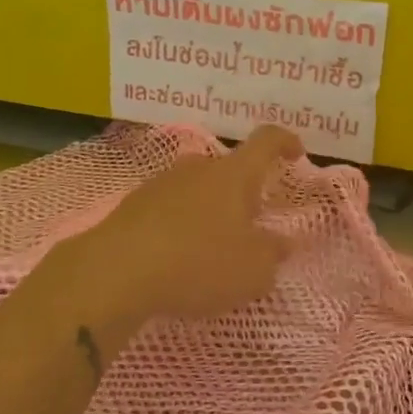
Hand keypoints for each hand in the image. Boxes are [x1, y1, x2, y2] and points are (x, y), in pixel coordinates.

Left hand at [58, 126, 304, 330]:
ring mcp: (161, 183)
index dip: (285, 142)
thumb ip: (272, 255)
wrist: (116, 272)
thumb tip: (281, 243)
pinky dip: (180, 227)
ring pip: (197, 190)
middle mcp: (198, 168)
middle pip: (229, 171)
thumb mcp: (252, 271)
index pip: (266, 141)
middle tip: (250, 228)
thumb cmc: (198, 263)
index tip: (296, 154)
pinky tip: (177, 259)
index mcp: (234, 175)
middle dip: (243, 195)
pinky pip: (169, 209)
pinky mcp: (132, 205)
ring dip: (210, 212)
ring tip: (212, 250)